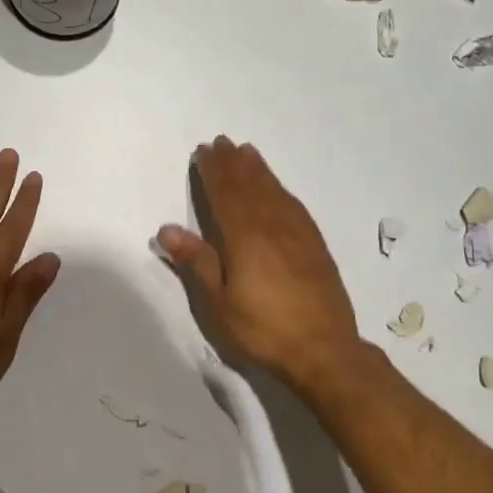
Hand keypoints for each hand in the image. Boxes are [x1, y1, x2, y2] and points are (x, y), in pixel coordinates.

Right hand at [156, 136, 365, 394]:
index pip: (225, 194)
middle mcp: (272, 226)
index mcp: (244, 237)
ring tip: (247, 151)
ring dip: (258, 169)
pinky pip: (294, 204)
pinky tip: (278, 188)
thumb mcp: (218, 304)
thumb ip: (196, 263)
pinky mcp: (315, 245)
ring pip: (274, 191)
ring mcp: (297, 234)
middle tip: (221, 142)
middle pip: (249, 186)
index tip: (204, 151)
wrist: (324, 351)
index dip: (213, 171)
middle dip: (233, 163)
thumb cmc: (263, 329)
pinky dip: (281, 188)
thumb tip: (167, 228)